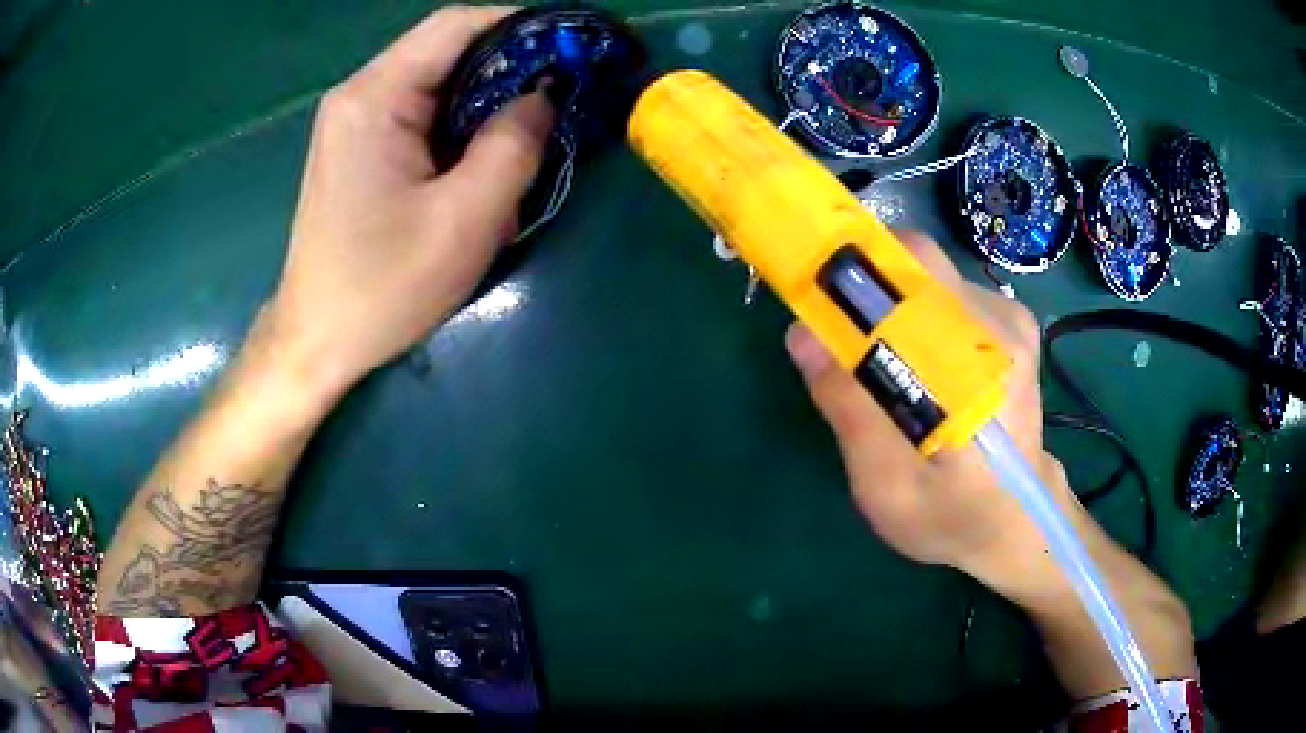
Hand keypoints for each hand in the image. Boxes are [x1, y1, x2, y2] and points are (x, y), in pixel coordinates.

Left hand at [264, 5, 554, 402]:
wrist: (315, 340)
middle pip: (445, 49)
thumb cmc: (382, 288)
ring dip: (486, 95)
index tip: (571, 44)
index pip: (456, 24)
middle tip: (561, 91)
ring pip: (436, 81)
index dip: (520, 22)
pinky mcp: (357, 146)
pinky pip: (420, 111)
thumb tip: (543, 94)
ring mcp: (353, 120)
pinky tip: (483, 152)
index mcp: (375, 98)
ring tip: (529, 126)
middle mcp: (358, 95)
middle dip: (509, 62)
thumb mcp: (464, 220)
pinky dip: (460, 121)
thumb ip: (514, 145)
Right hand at [786, 231, 1072, 595]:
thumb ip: (850, 410)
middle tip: (835, 334)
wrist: (1013, 522)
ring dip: (889, 305)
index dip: (851, 272)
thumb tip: (803, 332)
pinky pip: (947, 295)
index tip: (810, 292)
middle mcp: (1000, 325)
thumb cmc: (948, 516)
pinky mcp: (1011, 325)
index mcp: (977, 364)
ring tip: (878, 364)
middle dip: (865, 286)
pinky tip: (916, 366)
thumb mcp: (887, 485)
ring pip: (929, 277)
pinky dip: (916, 316)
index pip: (909, 274)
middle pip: (918, 264)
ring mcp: (1011, 321)